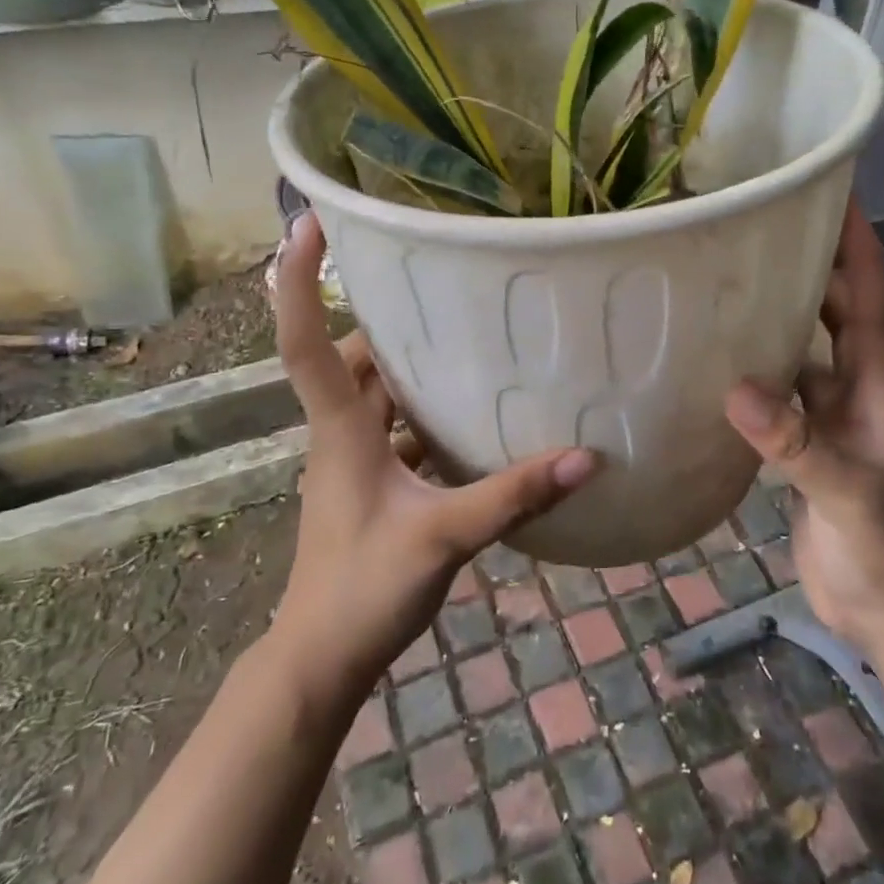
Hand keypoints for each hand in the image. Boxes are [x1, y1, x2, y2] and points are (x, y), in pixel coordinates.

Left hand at [268, 213, 597, 696]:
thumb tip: (585, 457)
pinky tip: (471, 414)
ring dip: (407, 365)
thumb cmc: (363, 590)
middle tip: (434, 281)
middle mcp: (339, 433)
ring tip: (463, 335)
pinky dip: (423, 412)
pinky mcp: (371, 486)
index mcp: (340, 430)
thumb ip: (513, 495)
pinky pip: (395, 429)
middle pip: (350, 357)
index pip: (304, 341)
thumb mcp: (445, 537)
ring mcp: (353, 461)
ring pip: (374, 393)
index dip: (297, 281)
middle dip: (383, 317)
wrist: (321, 660)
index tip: (306, 223)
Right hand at [724, 200, 883, 652]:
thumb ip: (798, 445)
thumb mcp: (850, 496)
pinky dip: (755, 371)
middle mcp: (855, 393)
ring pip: (804, 351)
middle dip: (814, 266)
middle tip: (765, 226)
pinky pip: (778, 394)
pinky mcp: (803, 449)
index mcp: (879, 390)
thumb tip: (737, 390)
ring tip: (731, 279)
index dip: (858, 250)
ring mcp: (828, 421)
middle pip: (836, 314)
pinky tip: (718, 360)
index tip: (837, 197)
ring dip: (779, 316)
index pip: (872, 303)